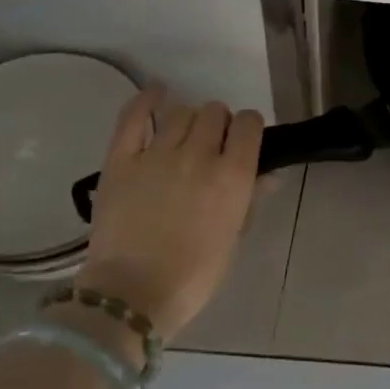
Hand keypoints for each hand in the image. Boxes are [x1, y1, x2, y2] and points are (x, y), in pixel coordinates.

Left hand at [76, 87, 264, 340]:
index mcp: (233, 175)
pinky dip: (147, 100)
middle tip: (212, 146)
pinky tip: (156, 94)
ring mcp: (157, 154)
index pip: (250, 124)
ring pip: (182, 112)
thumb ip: (251, 199)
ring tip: (183, 138)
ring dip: (189, 120)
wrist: (132, 294)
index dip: (249, 128)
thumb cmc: (194, 274)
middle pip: (215, 113)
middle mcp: (200, 155)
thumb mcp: (234, 237)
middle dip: (219, 124)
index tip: (244, 141)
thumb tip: (268, 175)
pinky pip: (134, 116)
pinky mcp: (121, 159)